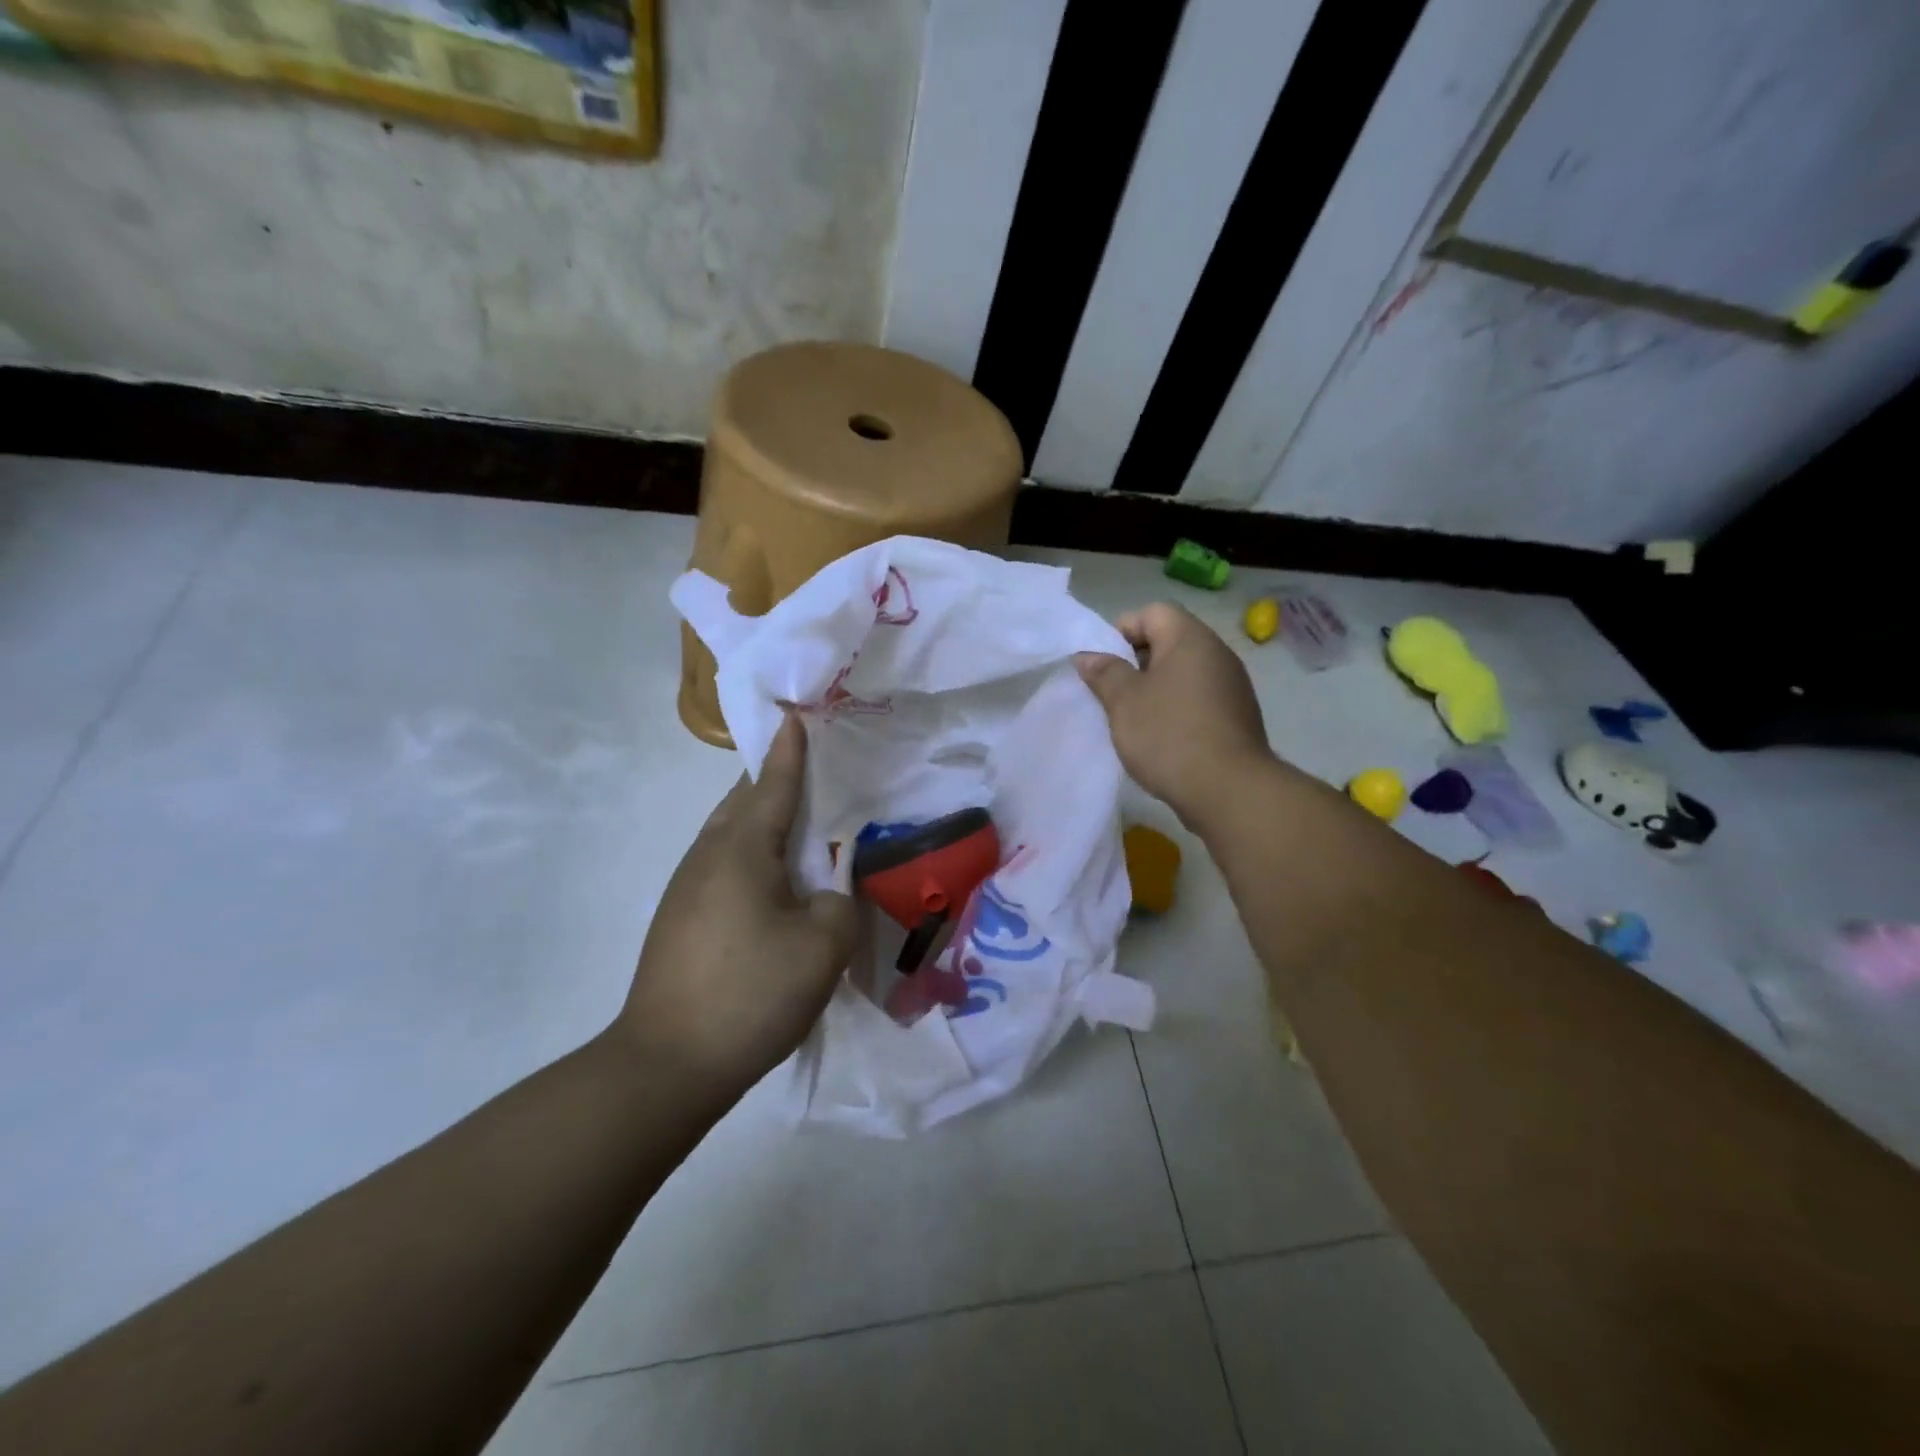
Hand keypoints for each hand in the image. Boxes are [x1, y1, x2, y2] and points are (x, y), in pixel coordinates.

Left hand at [615, 714, 856, 1095]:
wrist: (666, 1065)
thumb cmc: (750, 993)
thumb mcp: (822, 947)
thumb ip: (839, 903)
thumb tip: (825, 894)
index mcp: (741, 850)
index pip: (773, 784)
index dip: (791, 751)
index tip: (797, 716)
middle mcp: (707, 857)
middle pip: (743, 802)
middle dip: (775, 780)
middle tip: (813, 771)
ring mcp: (686, 889)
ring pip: (729, 835)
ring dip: (762, 821)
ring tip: (799, 826)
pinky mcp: (679, 919)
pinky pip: (722, 866)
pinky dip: (752, 856)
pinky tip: (773, 884)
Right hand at [1076, 602, 1271, 831]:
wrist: (1228, 790)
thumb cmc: (1169, 735)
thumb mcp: (1124, 702)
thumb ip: (1104, 673)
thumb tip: (1088, 655)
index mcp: (1190, 639)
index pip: (1152, 612)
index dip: (1122, 631)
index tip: (1104, 666)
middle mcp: (1217, 653)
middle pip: (1169, 640)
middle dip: (1136, 662)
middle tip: (1114, 694)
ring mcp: (1232, 686)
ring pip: (1184, 673)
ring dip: (1156, 689)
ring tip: (1134, 720)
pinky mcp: (1238, 716)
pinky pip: (1199, 698)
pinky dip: (1177, 709)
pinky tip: (1163, 739)